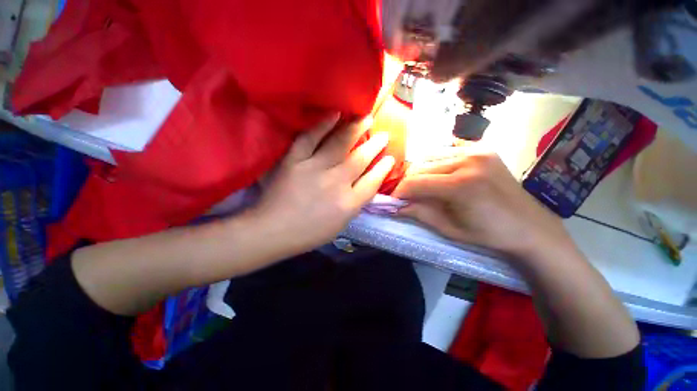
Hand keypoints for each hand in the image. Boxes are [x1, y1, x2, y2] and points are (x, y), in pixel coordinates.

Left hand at [249, 114, 394, 254]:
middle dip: (375, 146)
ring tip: (366, 118)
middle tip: (384, 135)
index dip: (383, 169)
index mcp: (348, 203)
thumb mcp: (340, 225)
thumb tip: (364, 185)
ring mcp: (315, 169)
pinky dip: (322, 124)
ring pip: (340, 144)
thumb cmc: (308, 233)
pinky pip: (310, 138)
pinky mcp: (295, 161)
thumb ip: (354, 204)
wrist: (273, 231)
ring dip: (356, 130)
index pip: (373, 182)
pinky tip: (335, 114)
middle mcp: (336, 183)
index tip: (390, 158)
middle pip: (360, 159)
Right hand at [394, 145, 572, 260]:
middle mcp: (468, 160)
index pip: (415, 182)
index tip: (393, 201)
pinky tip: (439, 177)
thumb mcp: (449, 228)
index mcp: (462, 185)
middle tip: (407, 197)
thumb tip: (394, 208)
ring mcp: (477, 150)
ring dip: (420, 173)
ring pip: (430, 157)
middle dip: (408, 183)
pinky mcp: (482, 148)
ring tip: (422, 187)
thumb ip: (419, 213)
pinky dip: (435, 164)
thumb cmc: (488, 234)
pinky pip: (446, 152)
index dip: (399, 192)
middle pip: (420, 167)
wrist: (529, 226)